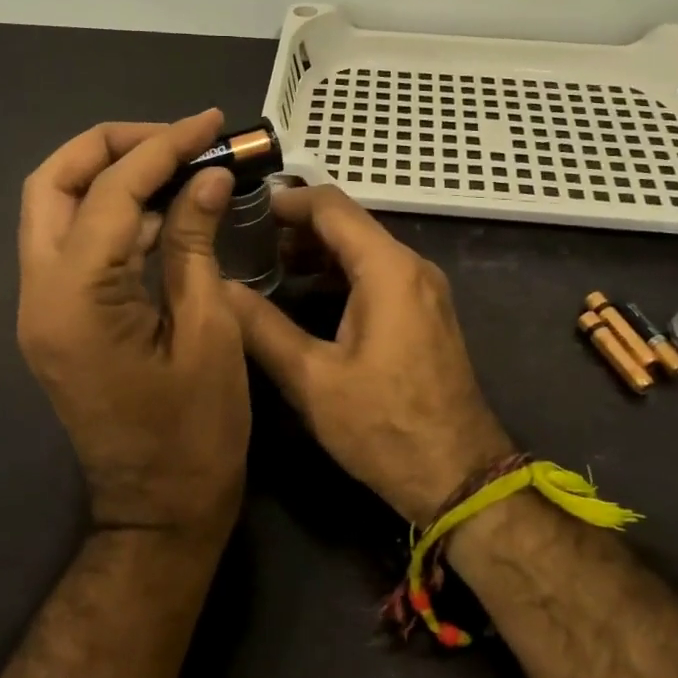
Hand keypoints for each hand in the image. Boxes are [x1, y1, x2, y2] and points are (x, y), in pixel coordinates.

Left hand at [17, 110, 249, 541]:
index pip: (112, 190)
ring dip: (112, 176)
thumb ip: (194, 244)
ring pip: (56, 209)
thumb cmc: (196, 433)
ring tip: (179, 166)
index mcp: (77, 298)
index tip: (210, 124)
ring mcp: (41, 307)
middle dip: (114, 145)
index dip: (165, 147)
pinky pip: (74, 245)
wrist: (158, 512)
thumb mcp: (209, 331)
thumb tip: (204, 178)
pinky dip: (114, 215)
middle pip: (54, 182)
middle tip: (178, 138)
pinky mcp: (56, 320)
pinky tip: (164, 212)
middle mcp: (40, 293)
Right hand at [227, 185, 511, 523]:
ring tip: (268, 266)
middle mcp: (412, 266)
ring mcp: (425, 289)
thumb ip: (262, 327)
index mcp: (387, 269)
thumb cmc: (383, 426)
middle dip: (297, 226)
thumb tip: (219, 287)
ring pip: (364, 248)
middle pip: (349, 223)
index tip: (244, 210)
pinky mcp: (426, 312)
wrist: (458, 476)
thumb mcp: (312, 379)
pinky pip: (379, 273)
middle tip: (247, 241)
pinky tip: (308, 292)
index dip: (285, 201)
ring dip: (319, 250)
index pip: (331, 205)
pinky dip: (342, 271)